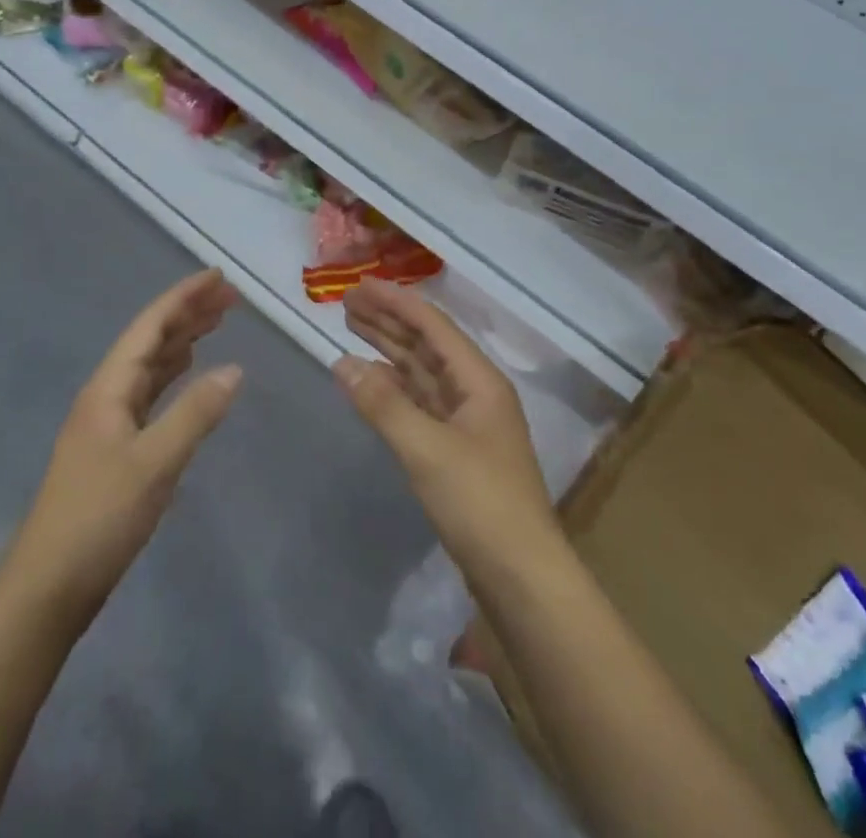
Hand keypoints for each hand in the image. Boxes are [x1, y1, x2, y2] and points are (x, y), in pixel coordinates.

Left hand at [8, 269, 243, 620]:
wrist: (48, 586)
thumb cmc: (99, 518)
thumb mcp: (155, 463)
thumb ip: (196, 413)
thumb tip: (236, 368)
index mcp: (109, 388)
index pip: (151, 326)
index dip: (184, 297)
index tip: (218, 276)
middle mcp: (106, 395)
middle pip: (151, 340)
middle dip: (188, 314)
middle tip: (230, 297)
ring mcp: (109, 422)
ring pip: (151, 366)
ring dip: (183, 341)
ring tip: (216, 323)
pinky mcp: (115, 449)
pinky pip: (151, 394)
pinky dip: (175, 376)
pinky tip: (189, 375)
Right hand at [334, 280, 559, 572]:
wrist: (522, 578)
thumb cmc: (480, 503)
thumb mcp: (426, 450)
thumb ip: (383, 404)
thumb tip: (343, 362)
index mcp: (479, 381)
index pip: (433, 326)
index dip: (396, 302)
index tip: (360, 286)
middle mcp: (475, 393)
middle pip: (427, 345)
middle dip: (390, 321)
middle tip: (348, 303)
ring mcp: (467, 423)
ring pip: (423, 374)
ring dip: (390, 351)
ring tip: (354, 330)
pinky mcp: (457, 452)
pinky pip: (420, 404)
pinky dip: (394, 390)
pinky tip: (372, 382)